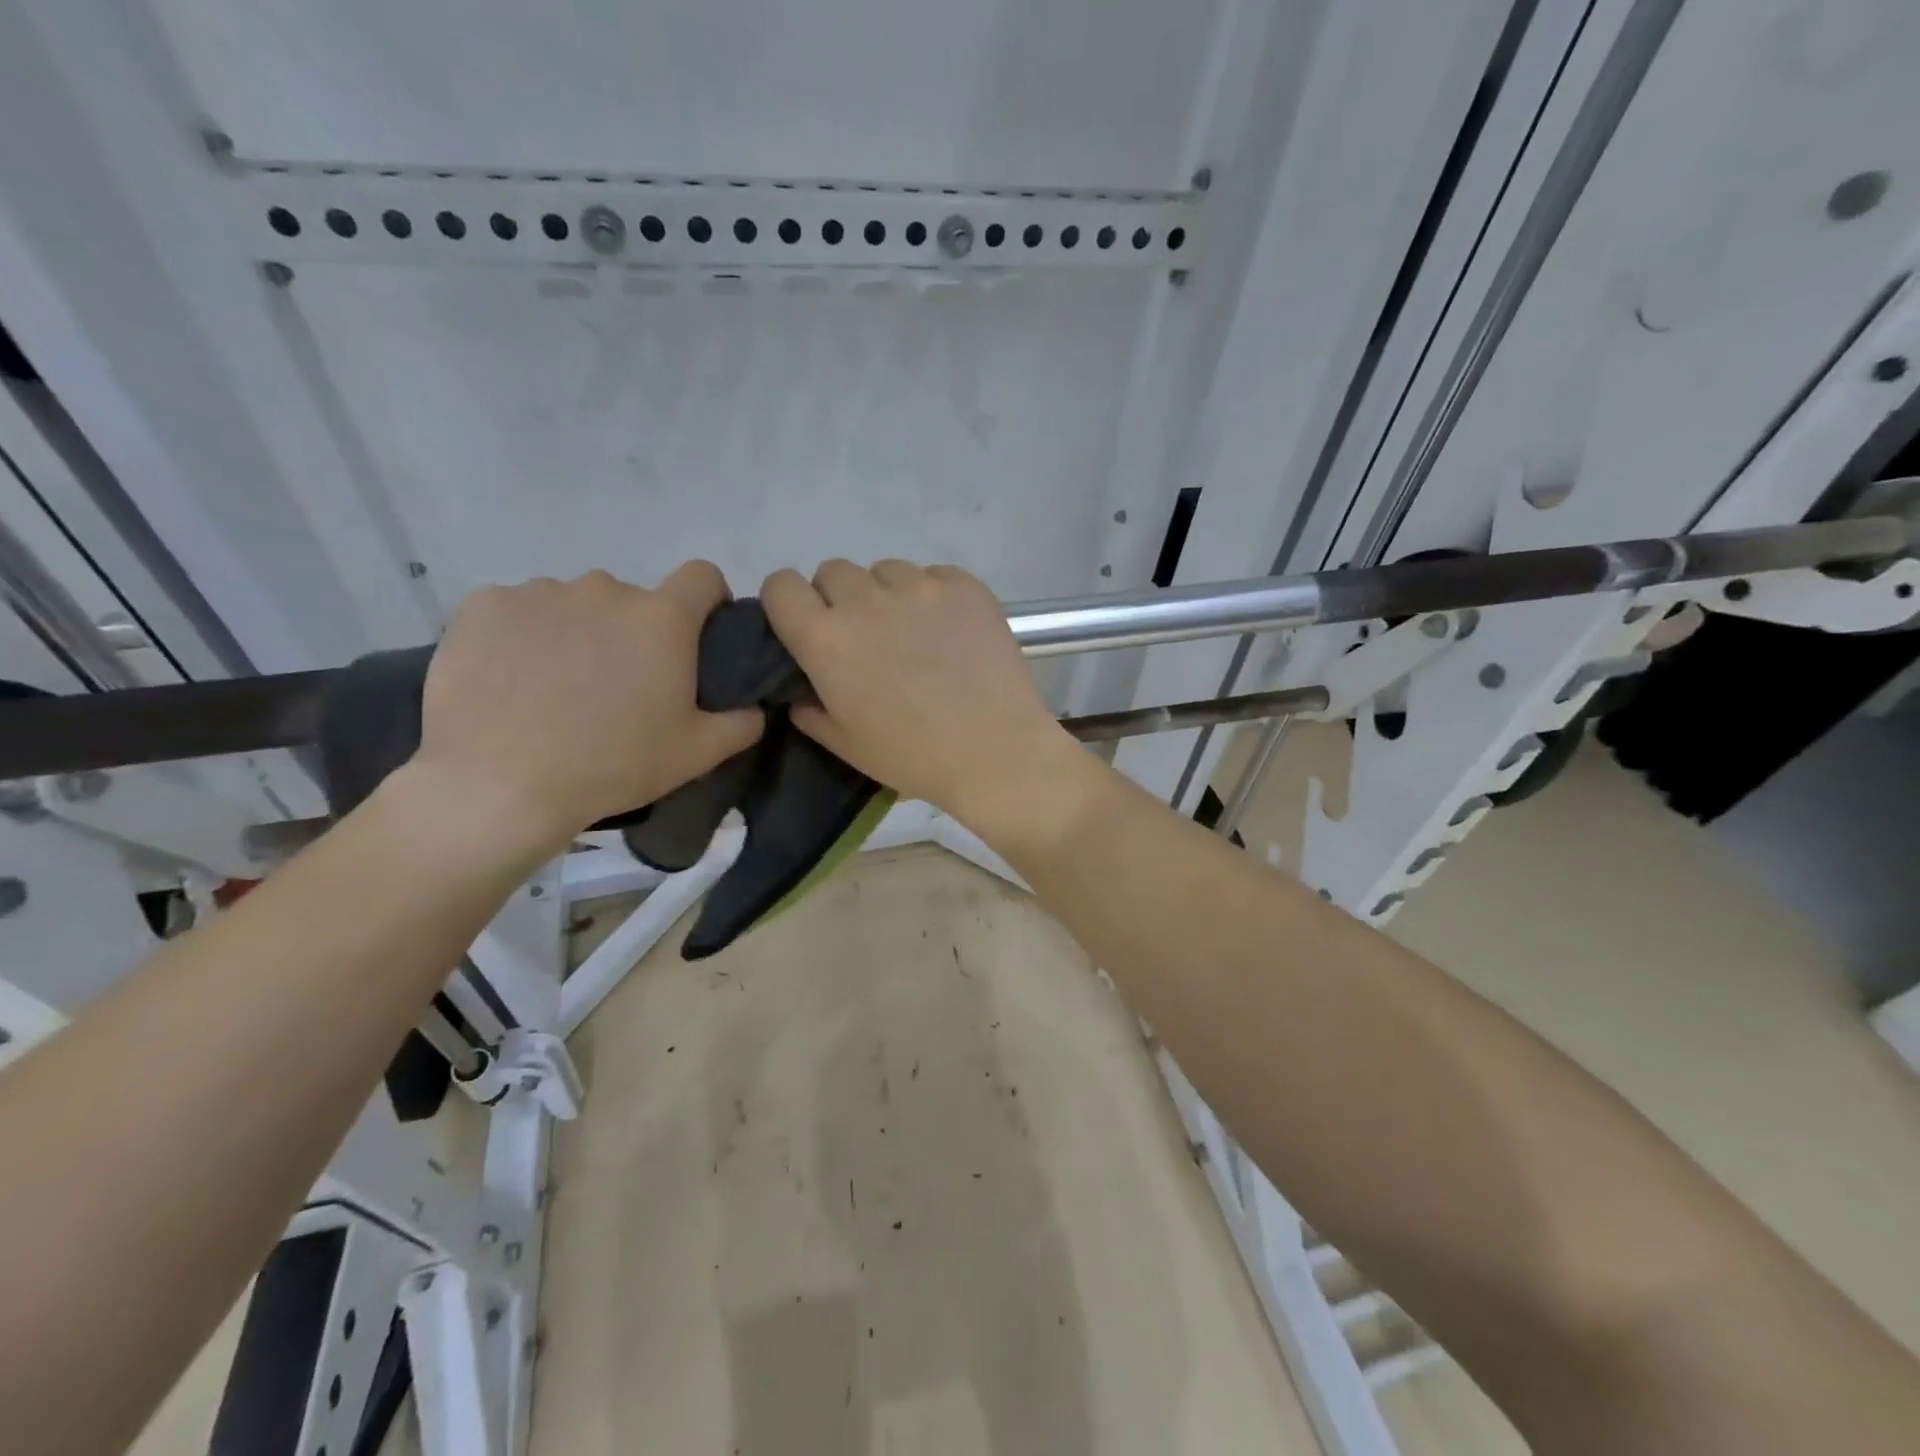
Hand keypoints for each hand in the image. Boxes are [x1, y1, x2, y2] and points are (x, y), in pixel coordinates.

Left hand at [406, 563, 762, 857]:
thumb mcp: (696, 755)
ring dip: (578, 631)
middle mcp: (605, 589)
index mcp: (662, 619)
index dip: (707, 600)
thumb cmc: (611, 765)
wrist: (497, 784)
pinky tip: (511, 678)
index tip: (697, 634)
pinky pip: (518, 610)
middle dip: (633, 631)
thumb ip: (742, 724)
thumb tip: (756, 708)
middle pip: (632, 598)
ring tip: (558, 685)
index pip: (702, 576)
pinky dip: (523, 635)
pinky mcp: (484, 605)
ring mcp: (540, 592)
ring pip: (574, 604)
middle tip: (619, 684)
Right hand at [760, 559, 1076, 828]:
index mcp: (826, 638)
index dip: (789, 604)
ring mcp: (919, 587)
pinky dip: (933, 597)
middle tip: (866, 638)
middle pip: (834, 572)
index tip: (806, 625)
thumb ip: (811, 711)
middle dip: (840, 600)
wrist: (996, 751)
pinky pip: (933, 576)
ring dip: (888, 596)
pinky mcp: (964, 585)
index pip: (781, 585)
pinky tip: (951, 632)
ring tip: (914, 634)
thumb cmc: (914, 756)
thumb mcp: (846, 744)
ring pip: (885, 571)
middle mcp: (866, 600)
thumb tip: (804, 692)